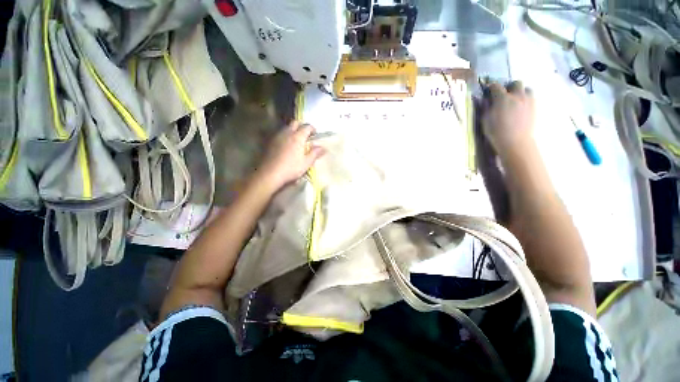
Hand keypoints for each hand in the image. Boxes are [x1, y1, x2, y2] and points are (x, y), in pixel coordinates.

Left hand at [255, 121, 325, 191]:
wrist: (270, 173)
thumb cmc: (291, 168)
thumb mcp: (306, 163)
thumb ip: (315, 153)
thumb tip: (323, 148)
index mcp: (298, 137)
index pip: (307, 127)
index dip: (312, 129)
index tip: (315, 134)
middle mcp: (287, 133)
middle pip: (295, 123)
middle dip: (301, 126)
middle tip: (305, 135)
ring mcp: (277, 137)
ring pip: (286, 128)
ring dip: (293, 130)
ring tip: (296, 140)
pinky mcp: (270, 142)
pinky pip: (280, 134)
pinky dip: (285, 136)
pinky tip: (286, 146)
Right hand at [482, 81, 535, 158]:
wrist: (515, 142)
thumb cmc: (496, 132)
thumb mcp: (485, 120)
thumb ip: (487, 108)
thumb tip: (488, 101)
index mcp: (502, 98)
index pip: (496, 86)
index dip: (491, 87)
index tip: (488, 89)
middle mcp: (517, 96)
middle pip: (516, 83)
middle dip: (510, 87)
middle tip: (504, 95)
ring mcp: (528, 101)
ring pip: (526, 89)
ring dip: (520, 92)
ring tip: (515, 100)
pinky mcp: (534, 108)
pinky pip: (531, 98)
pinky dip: (525, 100)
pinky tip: (520, 108)